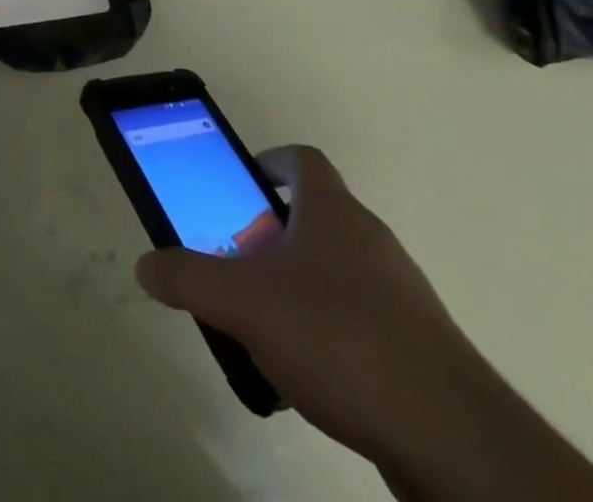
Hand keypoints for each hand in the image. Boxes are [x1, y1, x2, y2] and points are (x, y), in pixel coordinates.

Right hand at [134, 146, 499, 470]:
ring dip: (300, 285)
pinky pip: (360, 318)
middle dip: (274, 235)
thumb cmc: (337, 336)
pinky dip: (329, 331)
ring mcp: (399, 291)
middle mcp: (369, 238)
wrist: (447, 432)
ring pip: (337, 270)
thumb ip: (189, 278)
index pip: (302, 160)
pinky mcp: (417, 344)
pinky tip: (308, 374)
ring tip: (266, 326)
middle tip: (239, 265)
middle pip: (316, 216)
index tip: (243, 185)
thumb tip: (145, 264)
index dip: (271, 163)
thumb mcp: (244, 303)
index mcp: (333, 210)